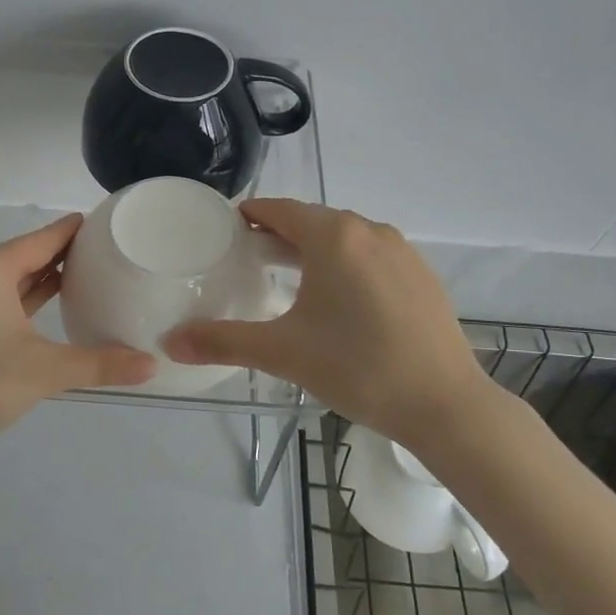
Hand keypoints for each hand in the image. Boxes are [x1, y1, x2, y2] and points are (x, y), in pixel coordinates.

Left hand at [0, 215, 156, 471]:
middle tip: (105, 254)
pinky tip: (42, 305)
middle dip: (61, 255)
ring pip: (4, 277)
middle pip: (23, 254)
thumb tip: (152, 365)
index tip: (105, 222)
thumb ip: (100, 364)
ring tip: (82, 276)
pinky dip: (17, 297)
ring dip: (39, 277)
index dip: (75, 231)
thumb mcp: (44, 372)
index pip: (42, 239)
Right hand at [164, 200, 492, 442]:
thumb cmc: (358, 368)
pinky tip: (339, 302)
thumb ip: (222, 342)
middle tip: (247, 261)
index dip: (248, 217)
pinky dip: (346, 266)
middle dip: (277, 236)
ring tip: (287, 280)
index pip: (278, 209)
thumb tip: (170, 342)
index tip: (224, 233)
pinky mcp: (422, 275)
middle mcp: (369, 230)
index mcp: (334, 236)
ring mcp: (402, 251)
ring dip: (313, 251)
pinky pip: (371, 256)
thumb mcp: (283, 353)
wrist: (445, 404)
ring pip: (344, 238)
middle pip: (311, 222)